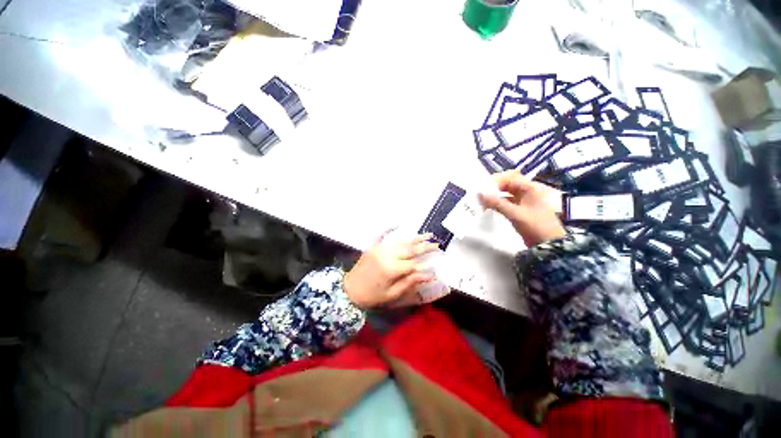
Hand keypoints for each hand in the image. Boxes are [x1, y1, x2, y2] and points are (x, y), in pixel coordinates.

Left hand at [343, 233, 438, 308]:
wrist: (349, 290)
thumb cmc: (372, 296)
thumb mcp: (392, 294)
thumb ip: (410, 282)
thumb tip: (429, 275)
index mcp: (392, 269)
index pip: (413, 263)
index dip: (426, 261)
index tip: (438, 257)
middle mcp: (387, 255)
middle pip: (410, 249)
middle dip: (424, 246)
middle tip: (436, 243)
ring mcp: (380, 248)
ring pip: (401, 241)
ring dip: (414, 238)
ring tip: (427, 235)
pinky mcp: (374, 246)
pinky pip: (384, 236)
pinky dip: (392, 230)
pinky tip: (400, 225)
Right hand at [478, 170, 565, 246]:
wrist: (549, 245)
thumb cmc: (535, 226)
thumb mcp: (515, 214)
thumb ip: (496, 203)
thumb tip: (479, 194)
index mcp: (529, 188)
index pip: (509, 177)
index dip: (495, 182)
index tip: (483, 190)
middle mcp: (526, 191)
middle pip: (507, 184)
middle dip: (493, 188)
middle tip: (480, 195)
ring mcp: (523, 201)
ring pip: (505, 193)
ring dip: (494, 196)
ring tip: (482, 202)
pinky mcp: (520, 210)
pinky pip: (506, 202)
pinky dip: (497, 203)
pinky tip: (489, 207)